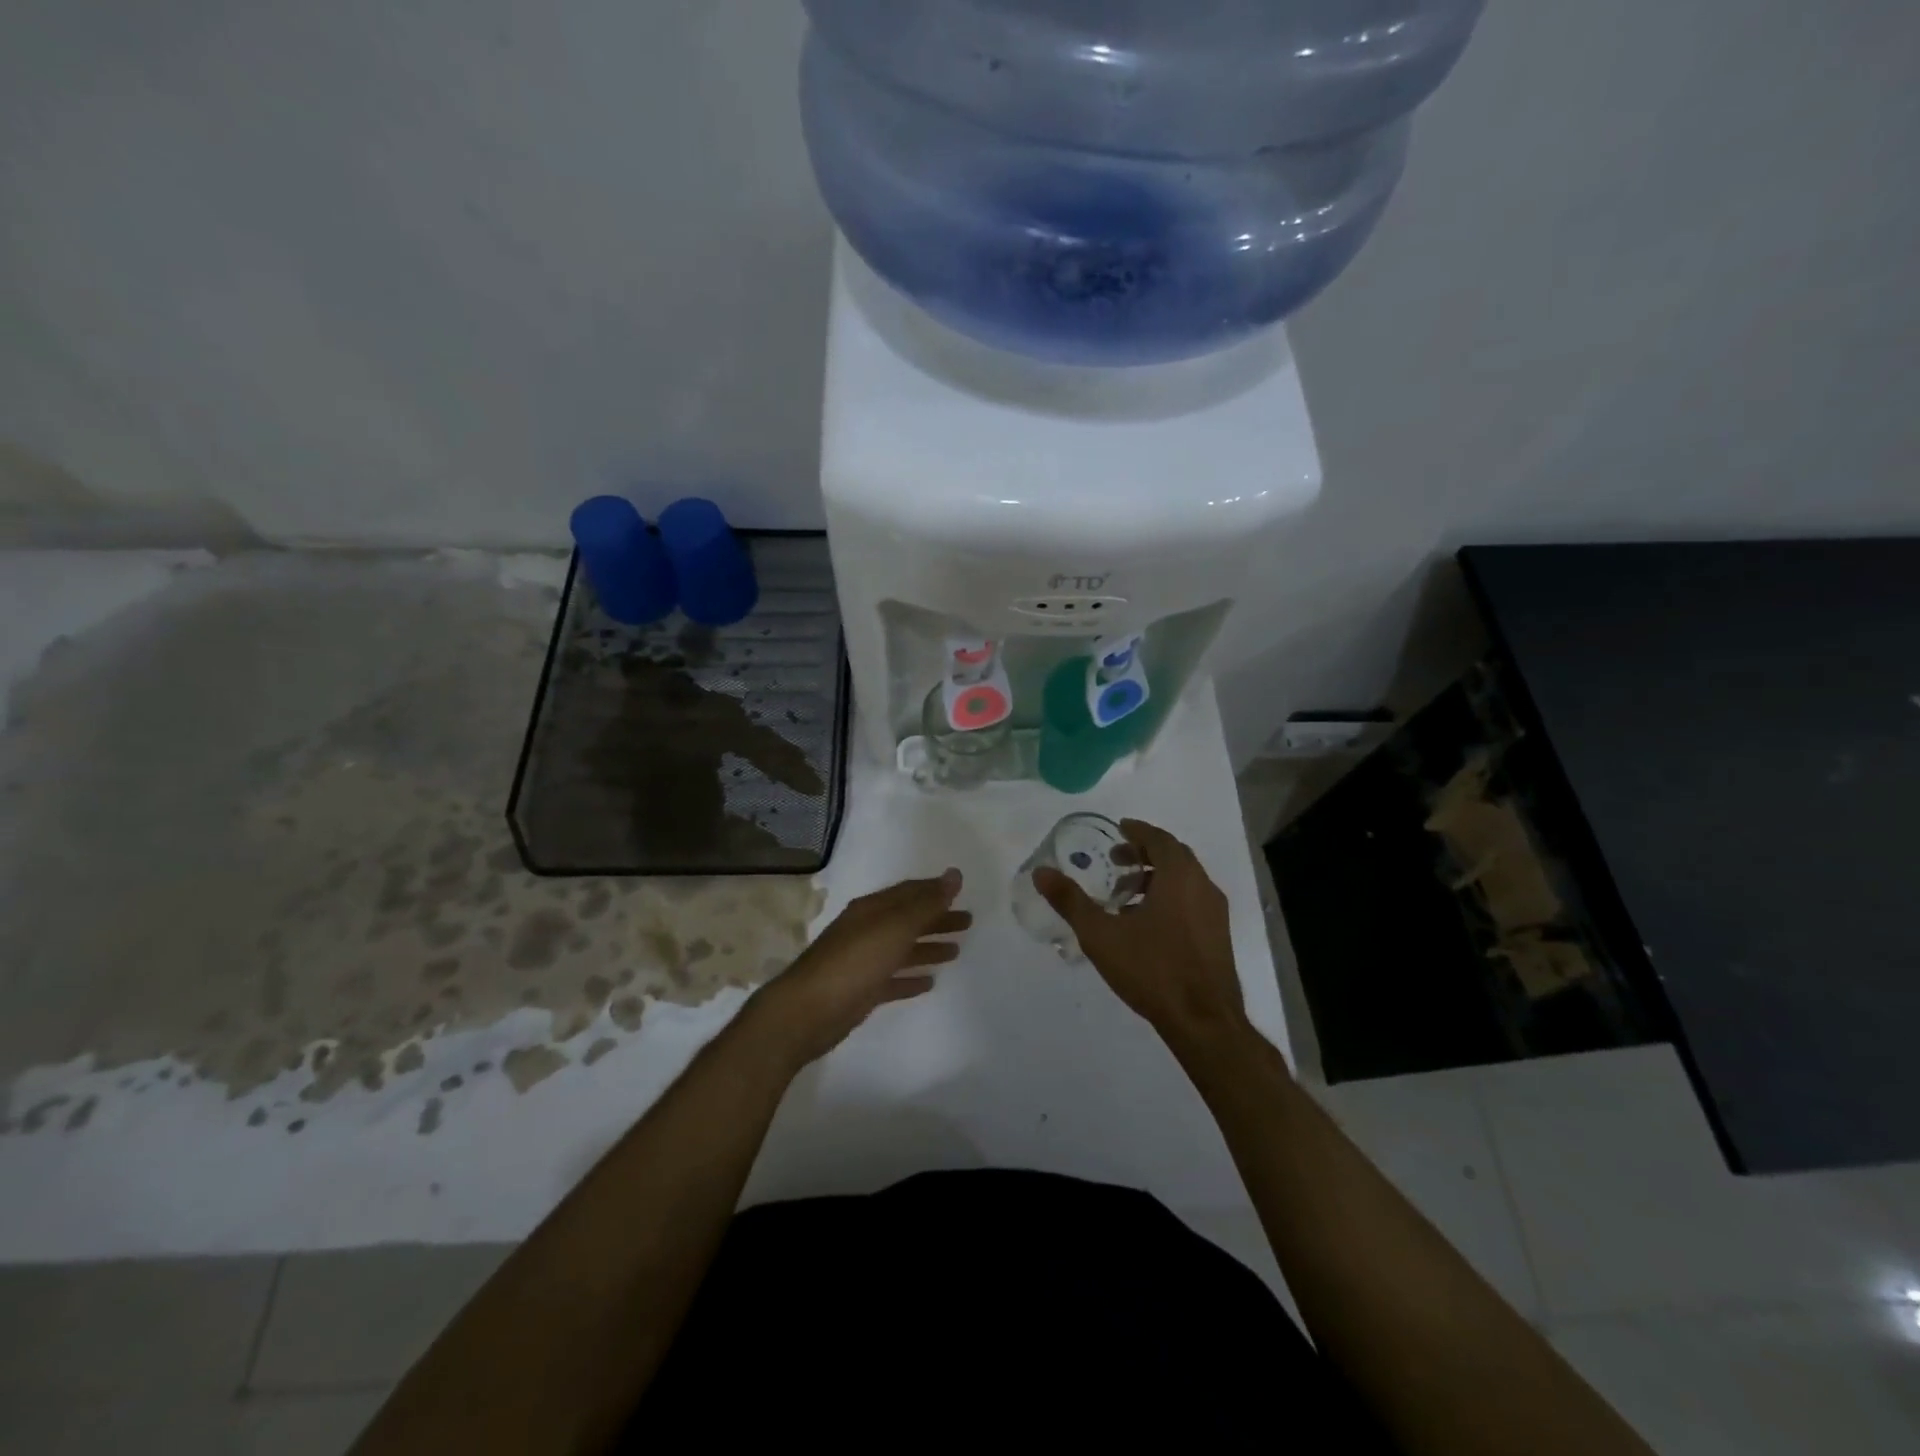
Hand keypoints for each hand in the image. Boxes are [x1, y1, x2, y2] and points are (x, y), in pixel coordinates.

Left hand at [747, 870, 970, 1068]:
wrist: (807, 1011)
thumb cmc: (854, 961)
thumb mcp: (895, 926)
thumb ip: (926, 903)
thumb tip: (954, 875)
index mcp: (872, 909)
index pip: (909, 892)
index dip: (935, 891)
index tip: (961, 892)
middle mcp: (867, 930)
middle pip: (908, 920)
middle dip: (937, 919)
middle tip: (968, 923)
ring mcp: (863, 961)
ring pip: (902, 949)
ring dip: (928, 947)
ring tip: (956, 951)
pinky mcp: (861, 991)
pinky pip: (893, 979)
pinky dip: (911, 978)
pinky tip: (929, 982)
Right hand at [1034, 820, 1246, 1050]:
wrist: (1203, 1021)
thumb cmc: (1152, 969)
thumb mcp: (1101, 935)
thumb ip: (1070, 901)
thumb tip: (1041, 873)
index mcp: (1179, 877)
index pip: (1160, 839)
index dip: (1137, 831)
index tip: (1118, 829)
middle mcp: (1203, 886)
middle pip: (1174, 856)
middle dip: (1145, 853)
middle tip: (1116, 861)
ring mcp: (1216, 913)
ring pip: (1185, 881)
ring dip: (1156, 878)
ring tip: (1124, 897)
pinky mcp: (1219, 937)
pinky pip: (1192, 902)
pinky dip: (1169, 898)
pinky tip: (1146, 926)